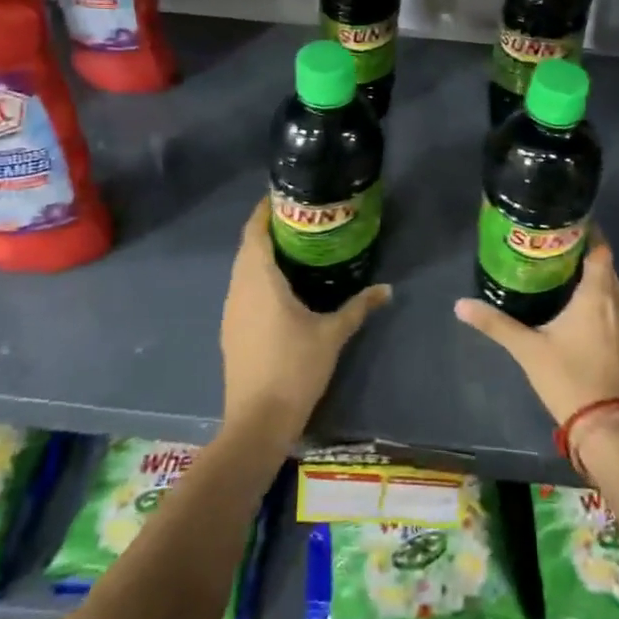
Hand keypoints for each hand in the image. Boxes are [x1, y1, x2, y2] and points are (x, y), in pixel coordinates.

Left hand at [220, 197, 391, 446]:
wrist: (257, 421)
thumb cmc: (294, 368)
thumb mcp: (332, 334)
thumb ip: (358, 307)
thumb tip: (387, 288)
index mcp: (259, 279)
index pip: (254, 231)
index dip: (265, 210)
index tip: (285, 196)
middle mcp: (239, 288)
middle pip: (248, 247)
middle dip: (269, 229)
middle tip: (301, 219)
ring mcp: (231, 310)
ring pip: (243, 269)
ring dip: (262, 254)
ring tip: (295, 247)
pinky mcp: (231, 329)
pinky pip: (243, 289)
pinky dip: (258, 277)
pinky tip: (282, 286)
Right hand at [454, 236, 618, 428]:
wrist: (606, 426)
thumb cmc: (568, 377)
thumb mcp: (527, 348)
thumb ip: (495, 323)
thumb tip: (460, 304)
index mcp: (597, 294)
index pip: (599, 248)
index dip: (585, 233)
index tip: (561, 225)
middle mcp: (616, 301)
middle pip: (604, 264)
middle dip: (581, 251)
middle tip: (549, 244)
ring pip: (609, 285)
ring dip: (590, 274)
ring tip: (558, 268)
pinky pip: (612, 303)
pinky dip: (596, 295)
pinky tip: (574, 303)